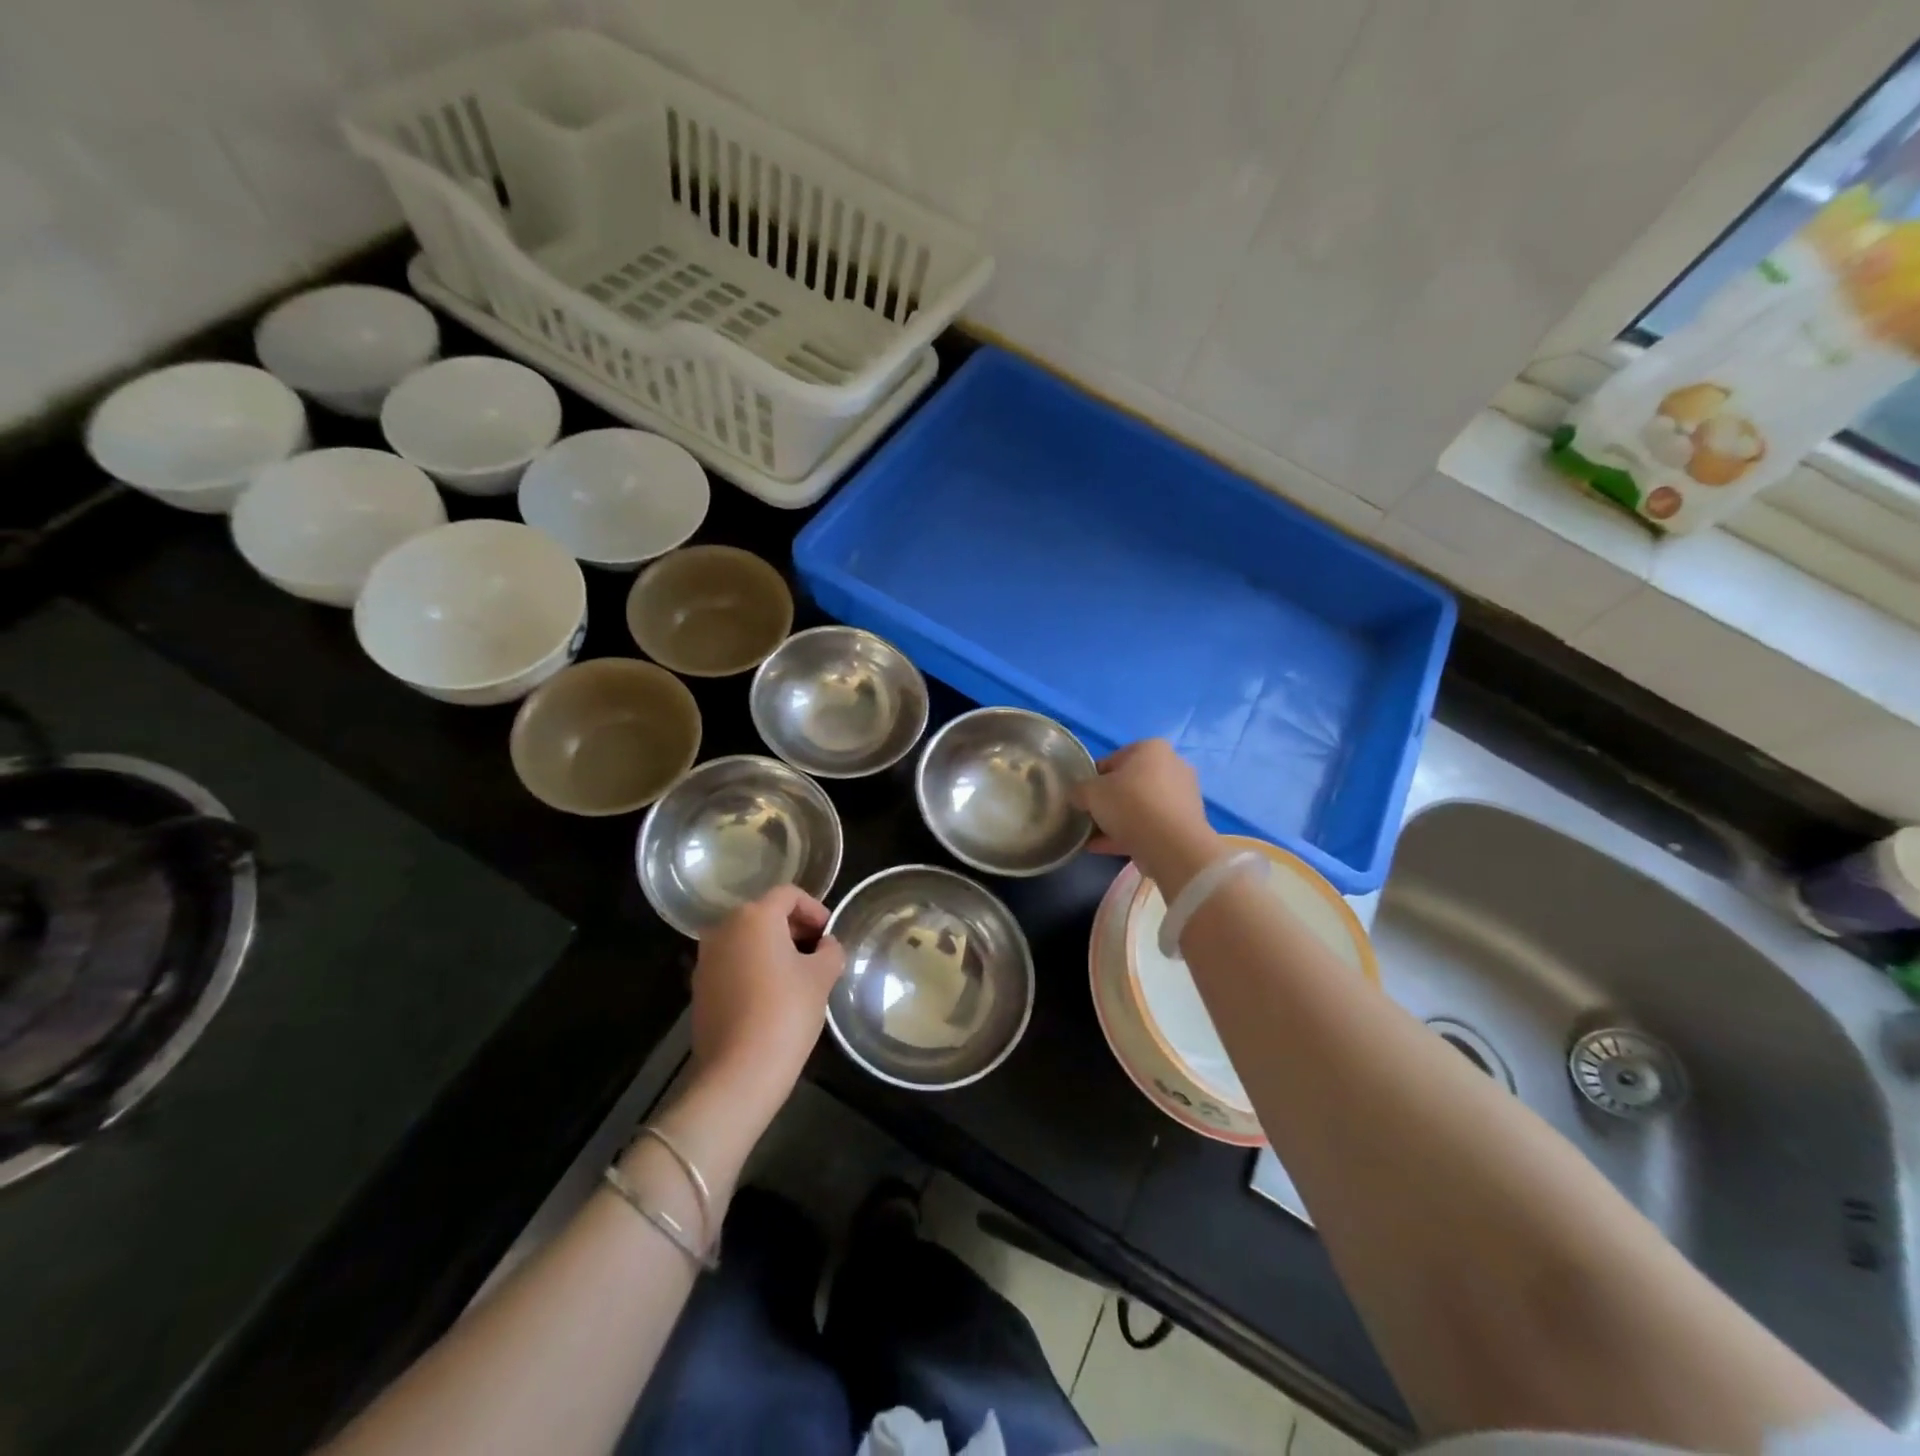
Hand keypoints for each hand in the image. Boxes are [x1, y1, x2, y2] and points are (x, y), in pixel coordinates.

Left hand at [689, 885, 846, 1105]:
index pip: (788, 895)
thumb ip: (830, 951)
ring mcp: (706, 959)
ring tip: (798, 975)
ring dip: (773, 948)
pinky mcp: (699, 987)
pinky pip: (733, 963)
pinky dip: (753, 968)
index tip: (830, 932)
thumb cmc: (786, 1012)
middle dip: (794, 928)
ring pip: (746, 939)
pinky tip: (772, 995)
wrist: (738, 1072)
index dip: (814, 909)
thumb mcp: (822, 977)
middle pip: (764, 914)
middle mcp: (724, 929)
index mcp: (754, 917)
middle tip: (818, 952)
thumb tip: (825, 946)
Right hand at [1071, 740, 1219, 891]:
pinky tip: (1105, 848)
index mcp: (1151, 748)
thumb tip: (1078, 796)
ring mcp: (1182, 795)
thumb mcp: (1091, 792)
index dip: (1092, 779)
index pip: (1112, 760)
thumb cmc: (1130, 804)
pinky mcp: (1185, 823)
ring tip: (1093, 838)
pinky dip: (1129, 834)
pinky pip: (1150, 825)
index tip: (1082, 797)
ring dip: (1117, 821)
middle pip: (1128, 784)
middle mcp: (1171, 765)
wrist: (1172, 845)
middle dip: (1108, 801)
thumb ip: (1080, 790)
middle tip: (1090, 817)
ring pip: (1140, 807)